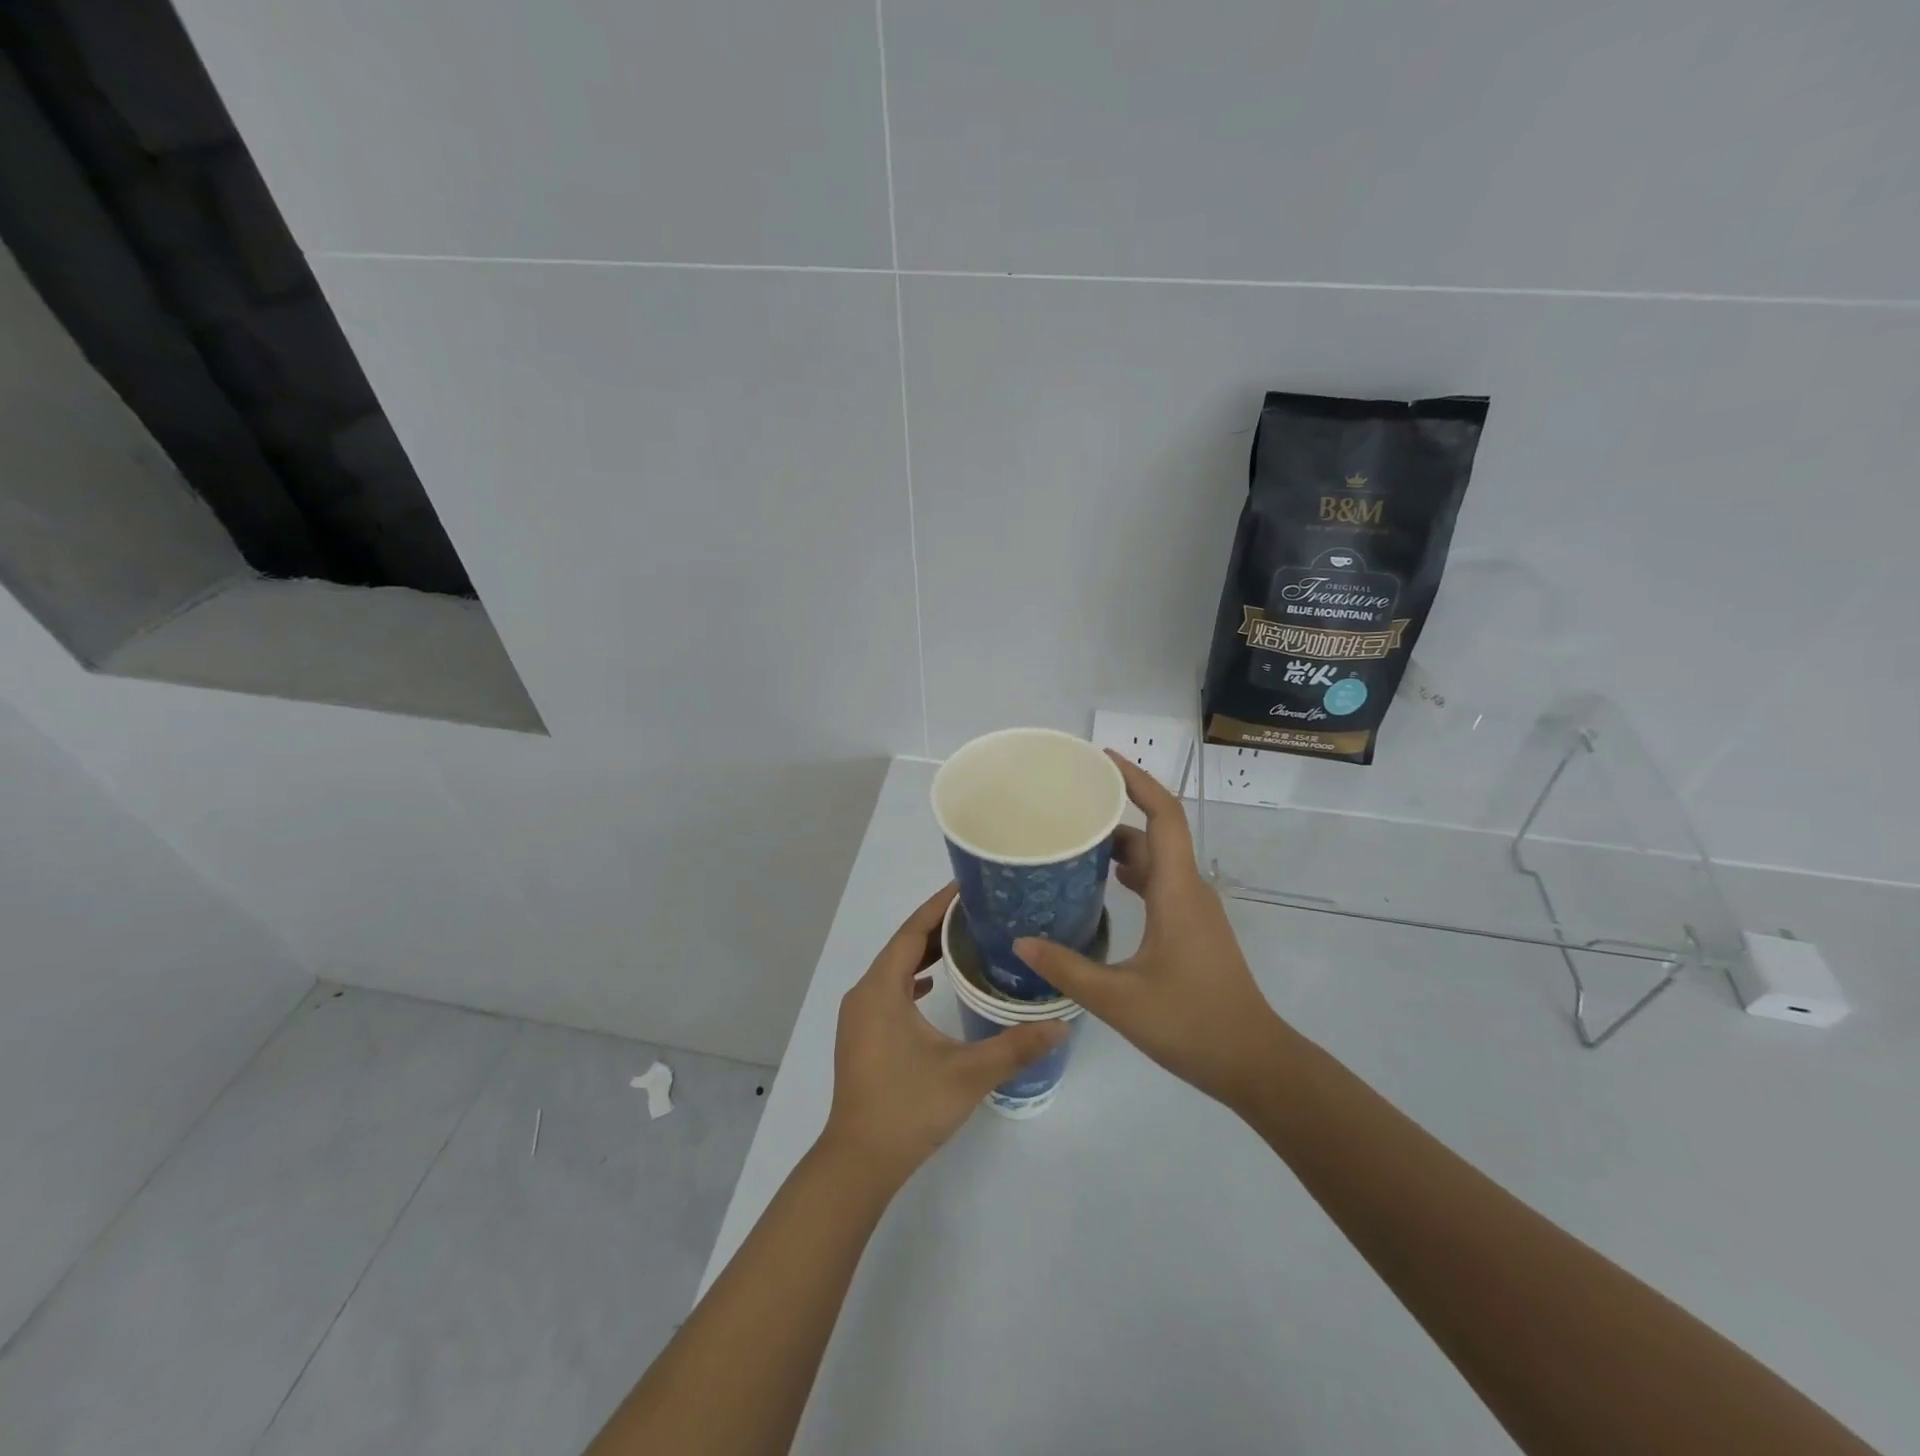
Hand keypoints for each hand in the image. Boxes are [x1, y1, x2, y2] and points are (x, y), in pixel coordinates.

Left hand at [821, 884, 1065, 1186]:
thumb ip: (1015, 1047)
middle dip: (937, 925)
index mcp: (881, 990)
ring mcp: (860, 1016)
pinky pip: (889, 990)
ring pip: (894, 969)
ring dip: (925, 952)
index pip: (911, 932)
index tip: (967, 886)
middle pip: (902, 945)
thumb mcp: (968, 1074)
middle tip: (978, 911)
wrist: (859, 1161)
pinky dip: (913, 978)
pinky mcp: (863, 1035)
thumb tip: (1061, 1025)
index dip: (938, 906)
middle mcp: (865, 994)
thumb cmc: (908, 1108)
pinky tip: (935, 983)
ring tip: (965, 939)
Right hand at [1014, 752, 1290, 1108]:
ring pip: (1156, 859)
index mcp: (1177, 891)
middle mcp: (1189, 889)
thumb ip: (1067, 969)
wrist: (1254, 1063)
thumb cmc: (1192, 1024)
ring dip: (1120, 843)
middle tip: (1069, 802)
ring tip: (1073, 839)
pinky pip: (1159, 882)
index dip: (1137, 780)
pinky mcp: (1192, 928)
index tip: (1102, 760)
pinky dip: (1130, 871)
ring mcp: (1193, 909)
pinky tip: (1099, 884)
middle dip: (1116, 808)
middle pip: (1155, 831)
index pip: (1163, 814)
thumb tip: (1020, 942)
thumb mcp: (1119, 1000)